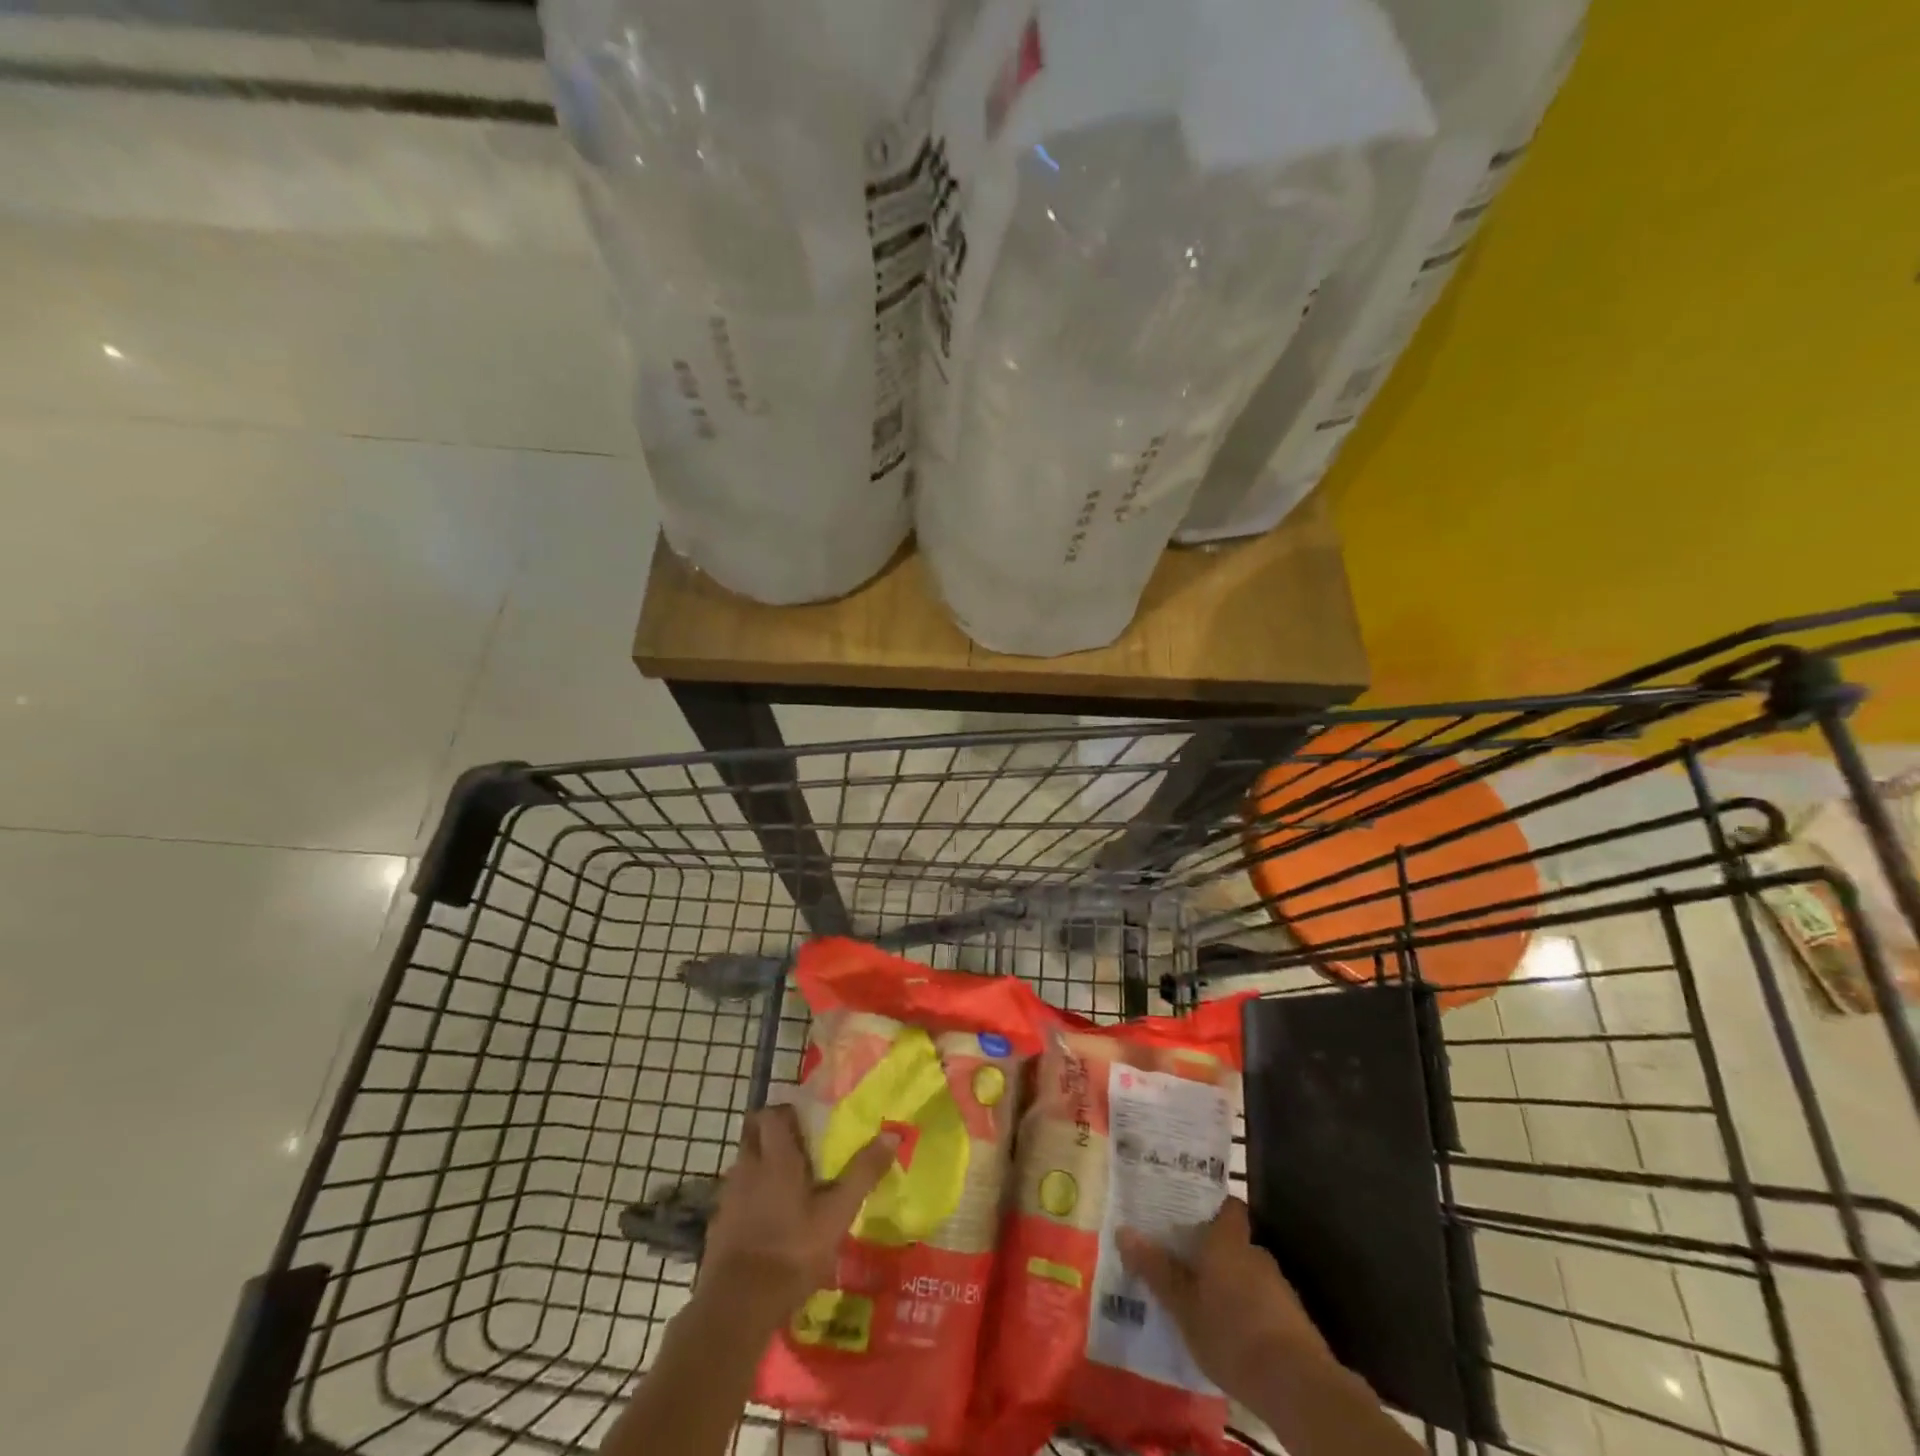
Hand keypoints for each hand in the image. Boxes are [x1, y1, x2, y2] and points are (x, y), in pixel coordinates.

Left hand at [700, 1105, 897, 1321]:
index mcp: (776, 1157)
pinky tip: (765, 1219)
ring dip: (759, 1163)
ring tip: (784, 1184)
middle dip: (769, 1131)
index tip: (806, 1121)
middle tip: (795, 1147)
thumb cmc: (793, 1251)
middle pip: (752, 1131)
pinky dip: (748, 1196)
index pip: (772, 1113)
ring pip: (743, 1162)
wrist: (738, 1305)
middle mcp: (748, 1166)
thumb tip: (892, 1134)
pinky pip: (734, 1194)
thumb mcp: (837, 1213)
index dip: (787, 1112)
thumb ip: (863, 1173)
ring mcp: (729, 1195)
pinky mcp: (718, 1224)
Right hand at [1118, 1197, 1336, 1401]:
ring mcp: (1277, 1285)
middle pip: (1231, 1239)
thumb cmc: (1231, 1334)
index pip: (1227, 1205)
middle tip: (1183, 1263)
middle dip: (1211, 1250)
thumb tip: (1124, 1231)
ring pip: (1245, 1271)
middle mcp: (1255, 1252)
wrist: (1297, 1386)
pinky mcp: (1292, 1318)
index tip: (1187, 1212)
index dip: (1210, 1205)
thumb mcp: (1183, 1306)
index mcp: (1228, 1240)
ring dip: (1228, 1282)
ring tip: (1201, 1300)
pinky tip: (1230, 1330)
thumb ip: (1156, 1269)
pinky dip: (1245, 1308)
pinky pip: (1260, 1300)